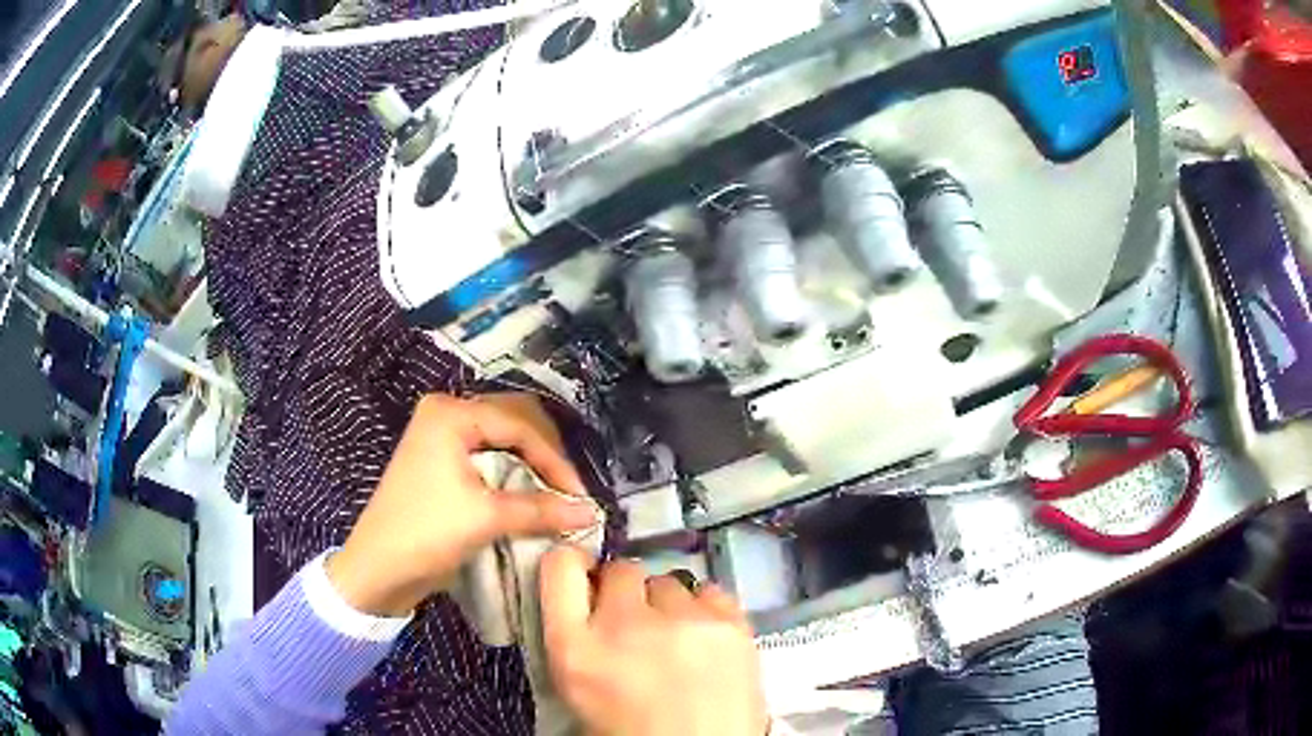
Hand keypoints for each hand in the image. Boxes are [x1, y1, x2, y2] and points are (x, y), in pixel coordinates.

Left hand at [326, 394, 600, 616]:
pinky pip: (488, 455)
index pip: (520, 426)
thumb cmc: (426, 533)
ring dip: (531, 464)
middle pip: (513, 423)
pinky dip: (513, 472)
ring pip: (502, 439)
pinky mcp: (441, 460)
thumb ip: (541, 509)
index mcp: (451, 413)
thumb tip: (592, 512)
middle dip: (546, 455)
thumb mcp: (486, 518)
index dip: (555, 462)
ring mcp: (441, 436)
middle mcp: (446, 414)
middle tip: (569, 490)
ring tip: (555, 493)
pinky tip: (529, 493)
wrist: (377, 569)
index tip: (580, 497)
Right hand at [540, 546, 768, 735]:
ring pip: (668, 582)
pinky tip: (707, 638)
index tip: (584, 575)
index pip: (560, 568)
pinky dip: (705, 609)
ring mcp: (683, 622)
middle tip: (637, 623)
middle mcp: (625, 625)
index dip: (572, 564)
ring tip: (678, 639)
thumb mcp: (581, 689)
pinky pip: (710, 592)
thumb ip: (580, 637)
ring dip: (666, 605)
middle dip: (625, 592)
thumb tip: (594, 600)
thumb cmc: (632, 733)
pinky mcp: (732, 625)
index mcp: (575, 649)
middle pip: (620, 570)